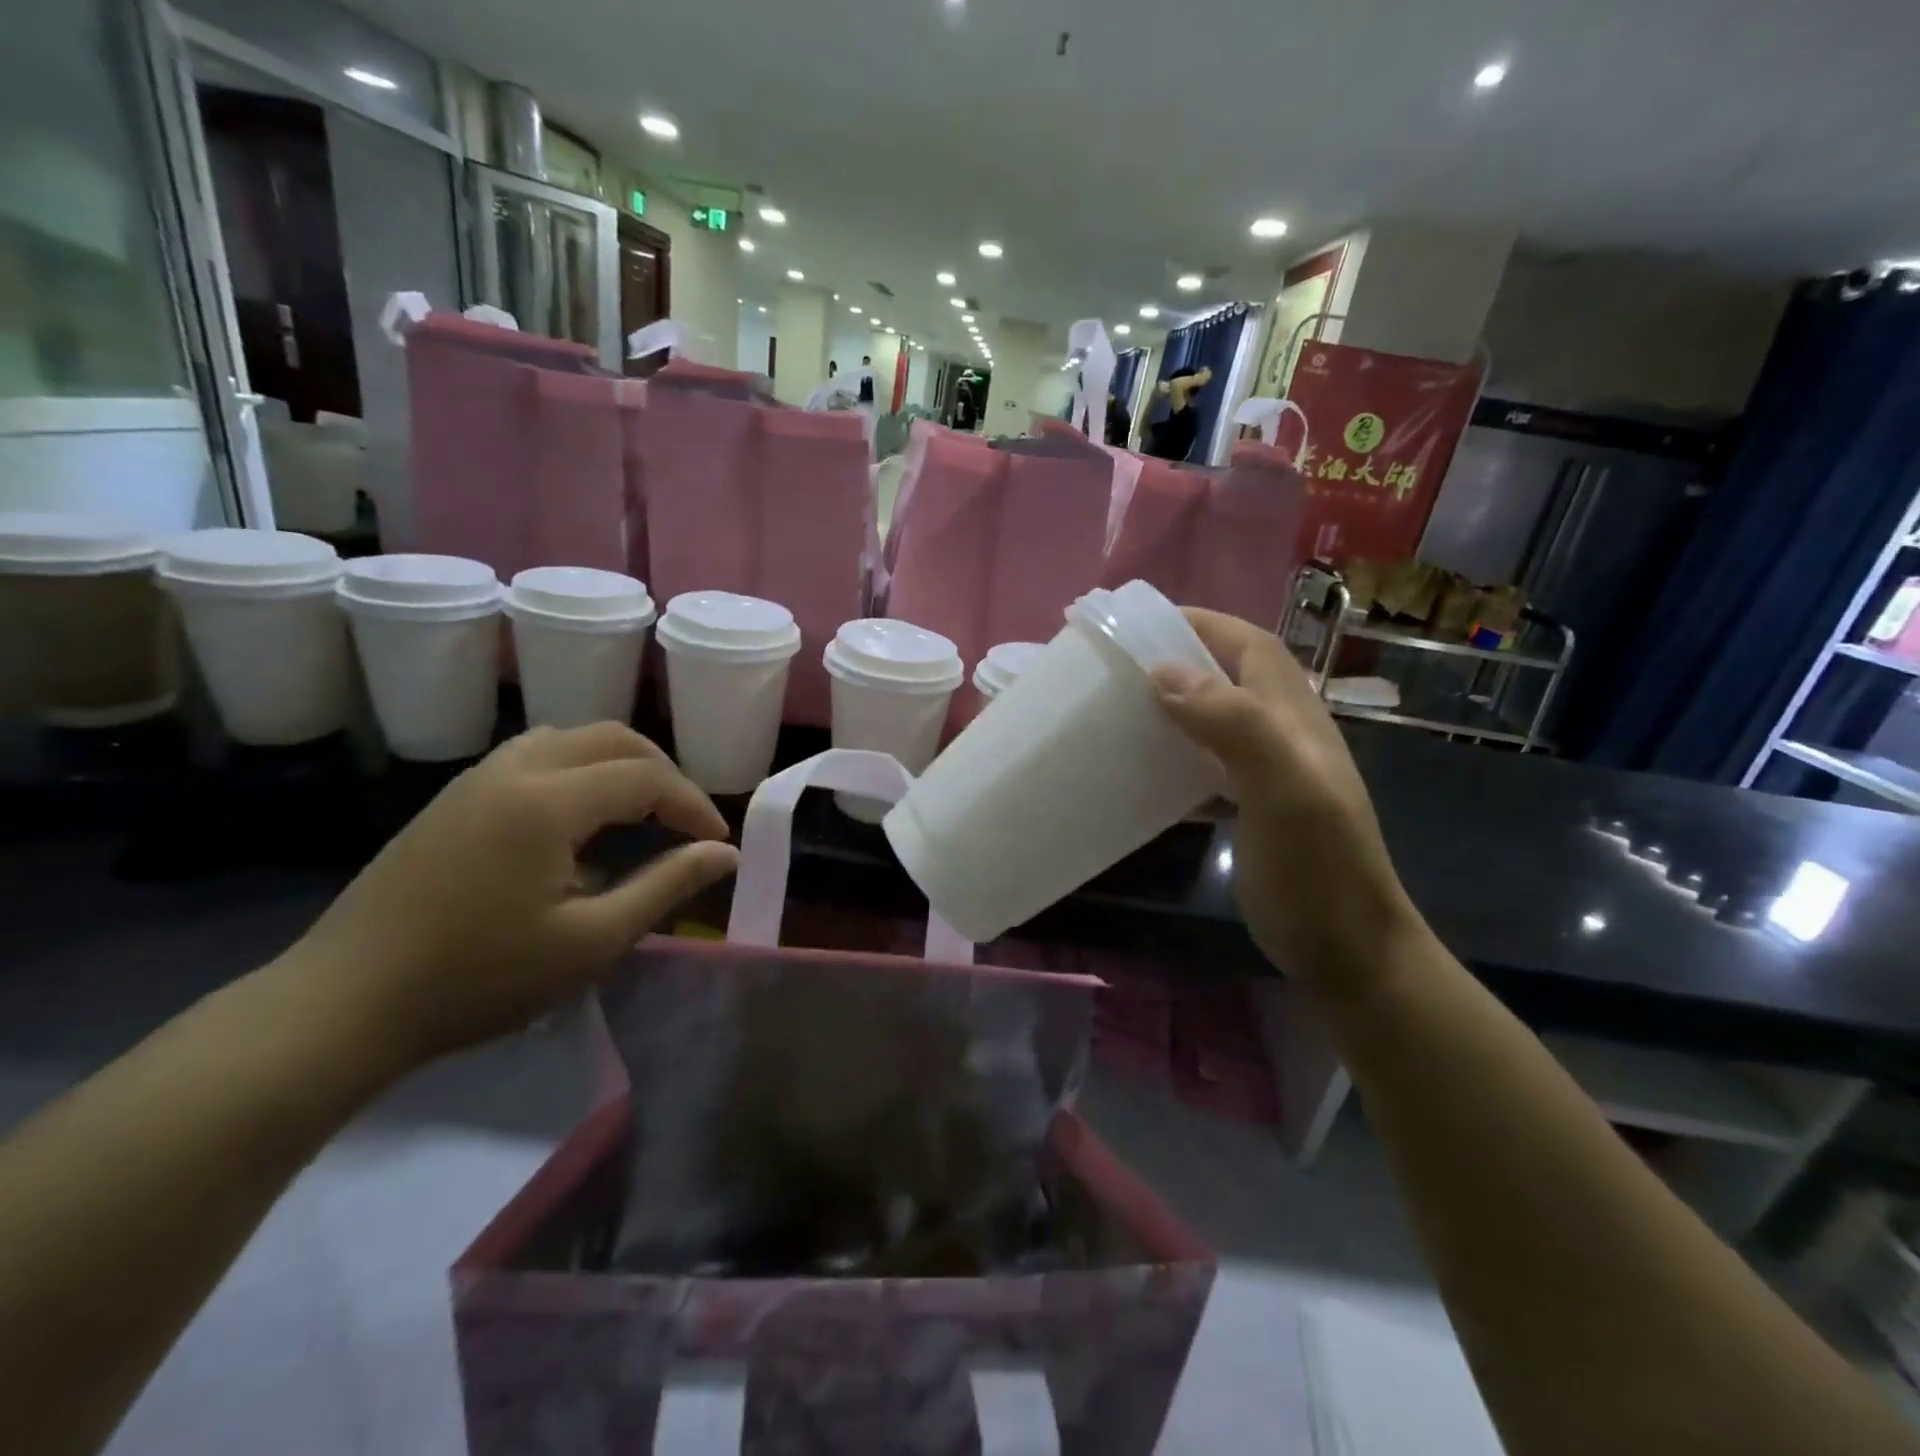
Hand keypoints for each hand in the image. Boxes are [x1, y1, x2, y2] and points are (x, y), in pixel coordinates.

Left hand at [282, 724, 738, 1071]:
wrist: (342, 1005)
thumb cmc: (479, 979)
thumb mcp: (592, 941)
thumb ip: (666, 886)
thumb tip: (724, 854)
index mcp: (548, 800)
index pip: (646, 776)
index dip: (693, 804)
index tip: (716, 844)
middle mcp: (514, 769)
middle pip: (612, 738)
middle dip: (663, 773)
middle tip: (687, 822)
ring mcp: (477, 778)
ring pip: (571, 738)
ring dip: (621, 764)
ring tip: (643, 811)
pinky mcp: (454, 797)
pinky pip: (536, 755)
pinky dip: (580, 770)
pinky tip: (582, 819)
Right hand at [1153, 610, 1423, 996]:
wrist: (1349, 950)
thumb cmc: (1318, 868)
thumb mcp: (1284, 791)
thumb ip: (1235, 725)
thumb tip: (1162, 672)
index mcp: (1294, 717)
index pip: (1249, 646)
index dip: (1201, 624)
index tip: (1141, 625)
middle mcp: (1283, 734)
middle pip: (1230, 676)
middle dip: (1179, 660)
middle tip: (1119, 669)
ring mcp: (1270, 773)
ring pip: (1216, 720)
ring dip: (1173, 708)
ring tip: (1120, 712)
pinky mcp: (1254, 808)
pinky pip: (1208, 766)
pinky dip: (1176, 759)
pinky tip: (1144, 774)